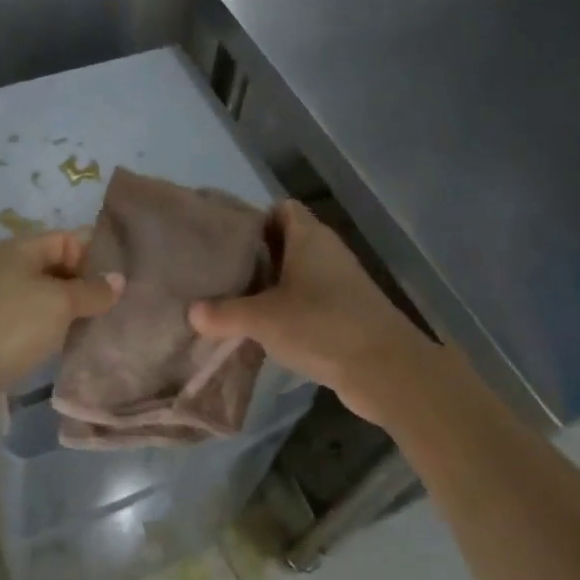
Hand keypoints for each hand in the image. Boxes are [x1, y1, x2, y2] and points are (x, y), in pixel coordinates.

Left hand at [0, 229, 120, 404]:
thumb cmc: (11, 325)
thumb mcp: (59, 303)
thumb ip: (92, 290)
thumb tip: (118, 280)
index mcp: (22, 248)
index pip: (69, 239)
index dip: (97, 253)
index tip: (128, 275)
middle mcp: (10, 268)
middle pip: (59, 267)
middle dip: (89, 284)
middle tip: (124, 303)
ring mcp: (1, 301)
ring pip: (48, 298)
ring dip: (74, 311)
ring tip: (108, 324)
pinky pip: (36, 323)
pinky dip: (56, 330)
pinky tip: (77, 344)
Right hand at [190, 201, 435, 425]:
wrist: (386, 371)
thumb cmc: (322, 326)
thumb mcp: (263, 319)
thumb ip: (224, 313)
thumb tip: (192, 312)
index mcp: (309, 236)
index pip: (280, 209)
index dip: (253, 219)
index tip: (223, 241)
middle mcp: (326, 252)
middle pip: (284, 242)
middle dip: (254, 257)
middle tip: (219, 274)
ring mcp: (340, 283)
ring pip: (296, 275)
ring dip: (269, 288)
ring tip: (232, 303)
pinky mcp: (347, 314)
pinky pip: (309, 302)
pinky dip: (287, 311)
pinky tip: (262, 332)